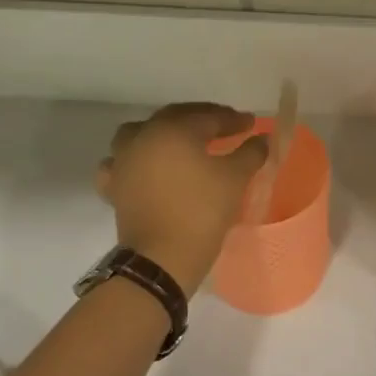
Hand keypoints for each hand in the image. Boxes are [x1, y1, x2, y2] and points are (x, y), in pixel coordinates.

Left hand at [95, 103, 268, 296]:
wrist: (161, 259)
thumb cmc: (201, 212)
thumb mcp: (235, 179)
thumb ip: (250, 153)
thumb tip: (261, 139)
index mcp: (174, 130)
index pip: (208, 117)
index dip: (232, 119)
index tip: (251, 124)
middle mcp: (144, 137)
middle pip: (175, 118)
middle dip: (201, 119)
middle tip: (224, 127)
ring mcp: (123, 161)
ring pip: (141, 133)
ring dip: (163, 133)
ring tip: (182, 143)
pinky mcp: (114, 186)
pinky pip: (120, 163)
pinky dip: (134, 160)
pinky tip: (145, 167)